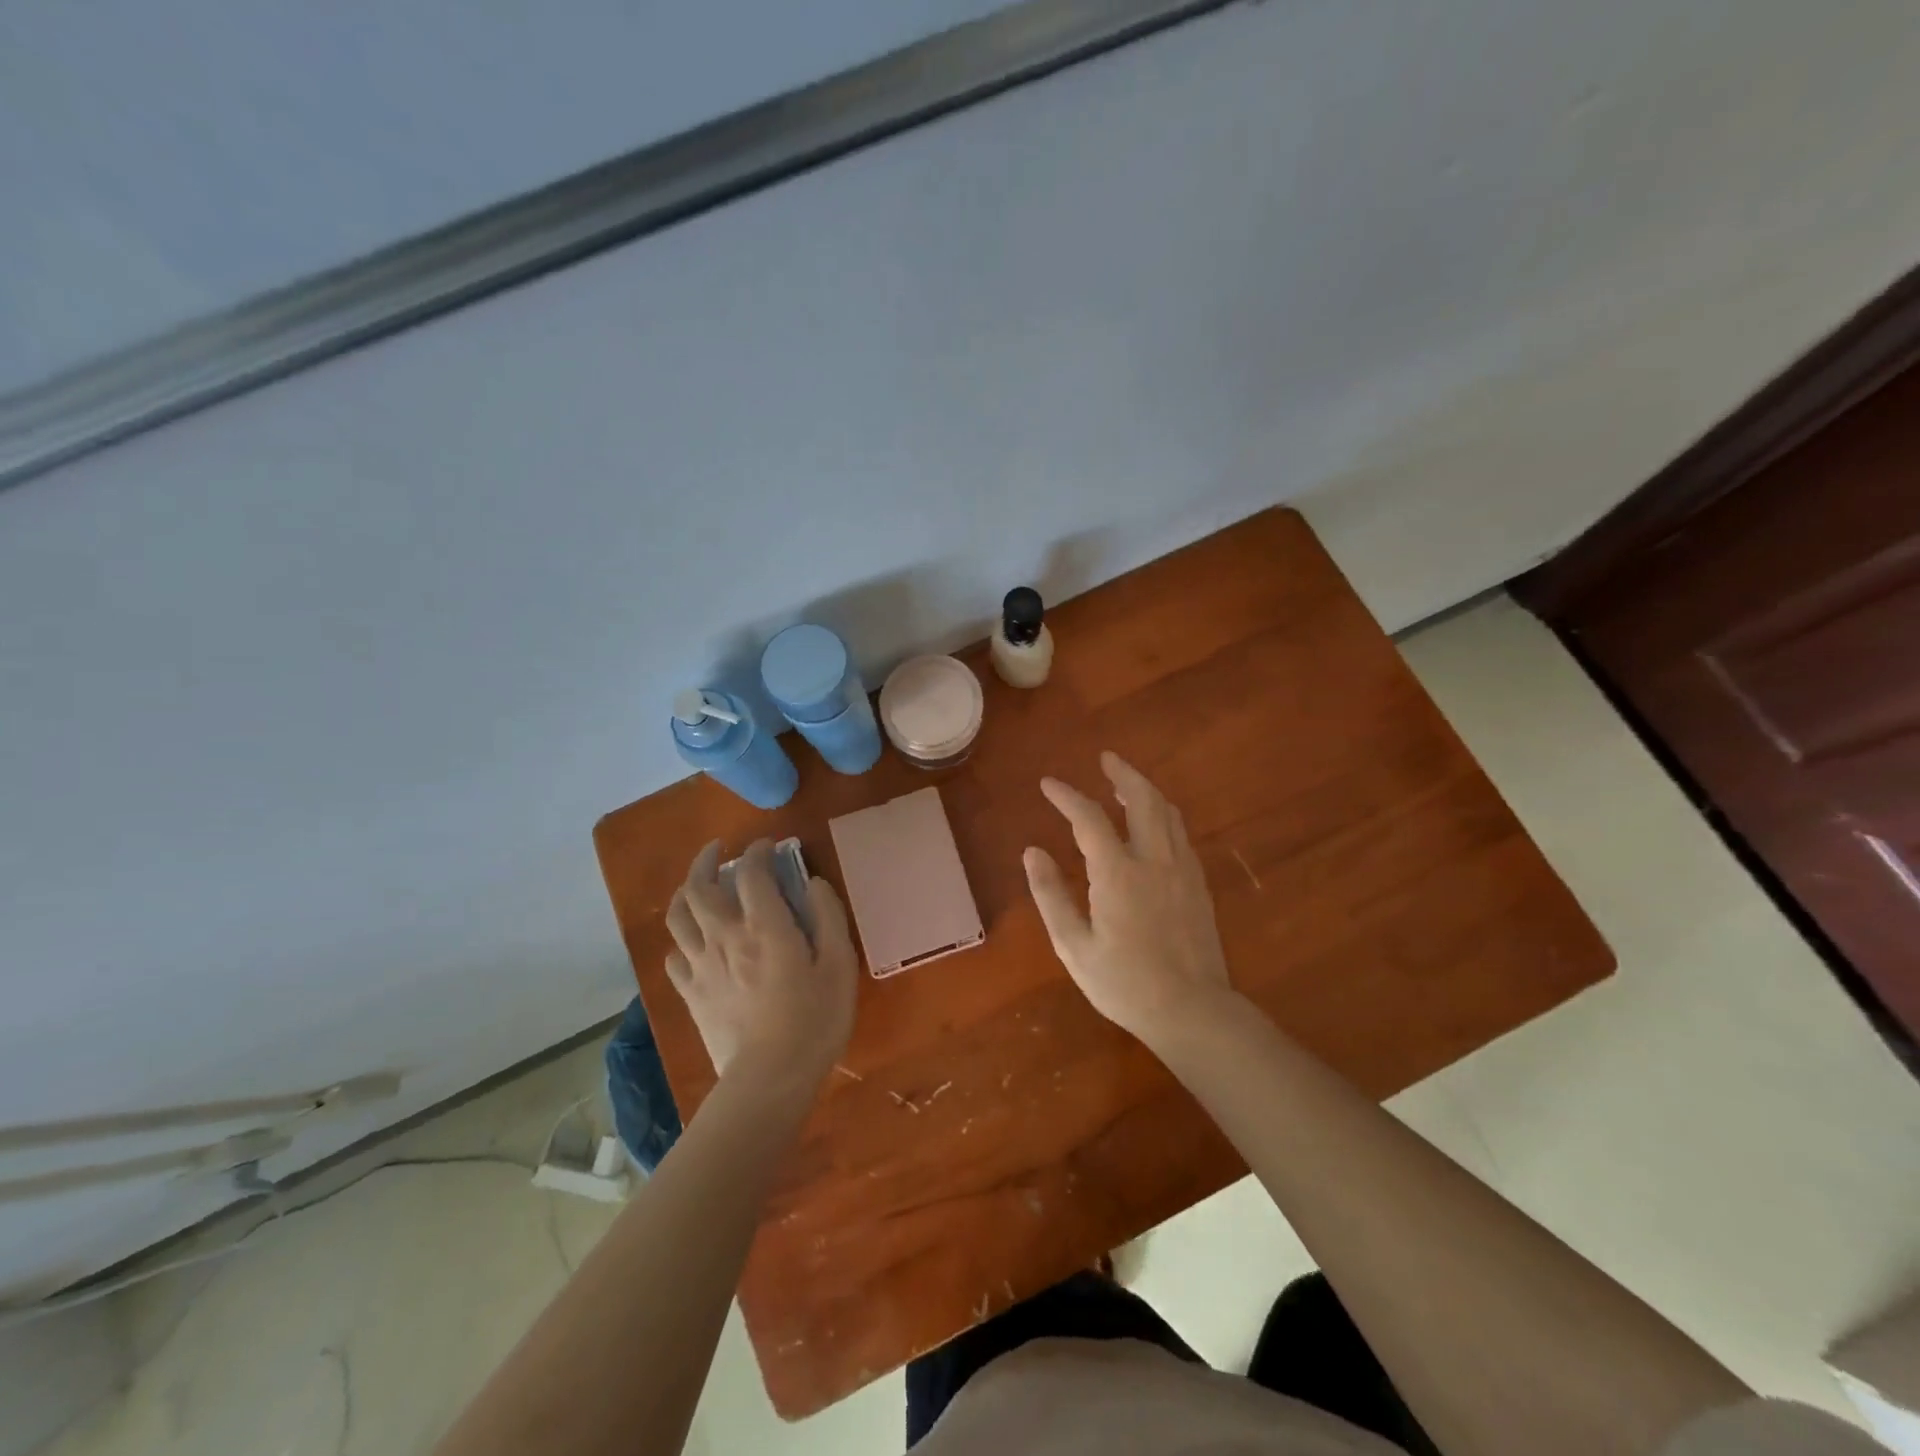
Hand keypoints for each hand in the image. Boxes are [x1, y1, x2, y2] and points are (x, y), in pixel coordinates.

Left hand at [664, 840, 857, 1087]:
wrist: (769, 1079)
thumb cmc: (814, 1020)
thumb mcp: (840, 964)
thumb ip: (829, 916)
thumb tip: (814, 882)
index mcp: (763, 926)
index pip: (751, 872)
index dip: (758, 852)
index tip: (767, 847)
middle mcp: (724, 936)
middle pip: (699, 886)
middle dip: (706, 860)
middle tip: (718, 851)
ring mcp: (701, 966)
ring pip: (677, 916)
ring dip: (684, 892)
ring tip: (696, 886)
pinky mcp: (690, 994)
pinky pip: (674, 956)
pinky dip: (681, 939)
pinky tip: (693, 942)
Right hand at [1024, 752, 1235, 1048]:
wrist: (1193, 1011)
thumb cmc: (1125, 984)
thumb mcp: (1074, 946)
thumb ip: (1051, 895)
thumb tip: (1032, 852)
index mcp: (1118, 873)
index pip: (1089, 818)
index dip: (1067, 796)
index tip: (1048, 783)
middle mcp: (1154, 860)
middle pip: (1143, 799)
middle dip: (1122, 774)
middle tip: (1106, 758)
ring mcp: (1182, 870)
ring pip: (1168, 813)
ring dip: (1145, 790)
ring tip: (1126, 784)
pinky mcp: (1198, 885)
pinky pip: (1181, 834)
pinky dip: (1163, 815)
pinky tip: (1154, 824)